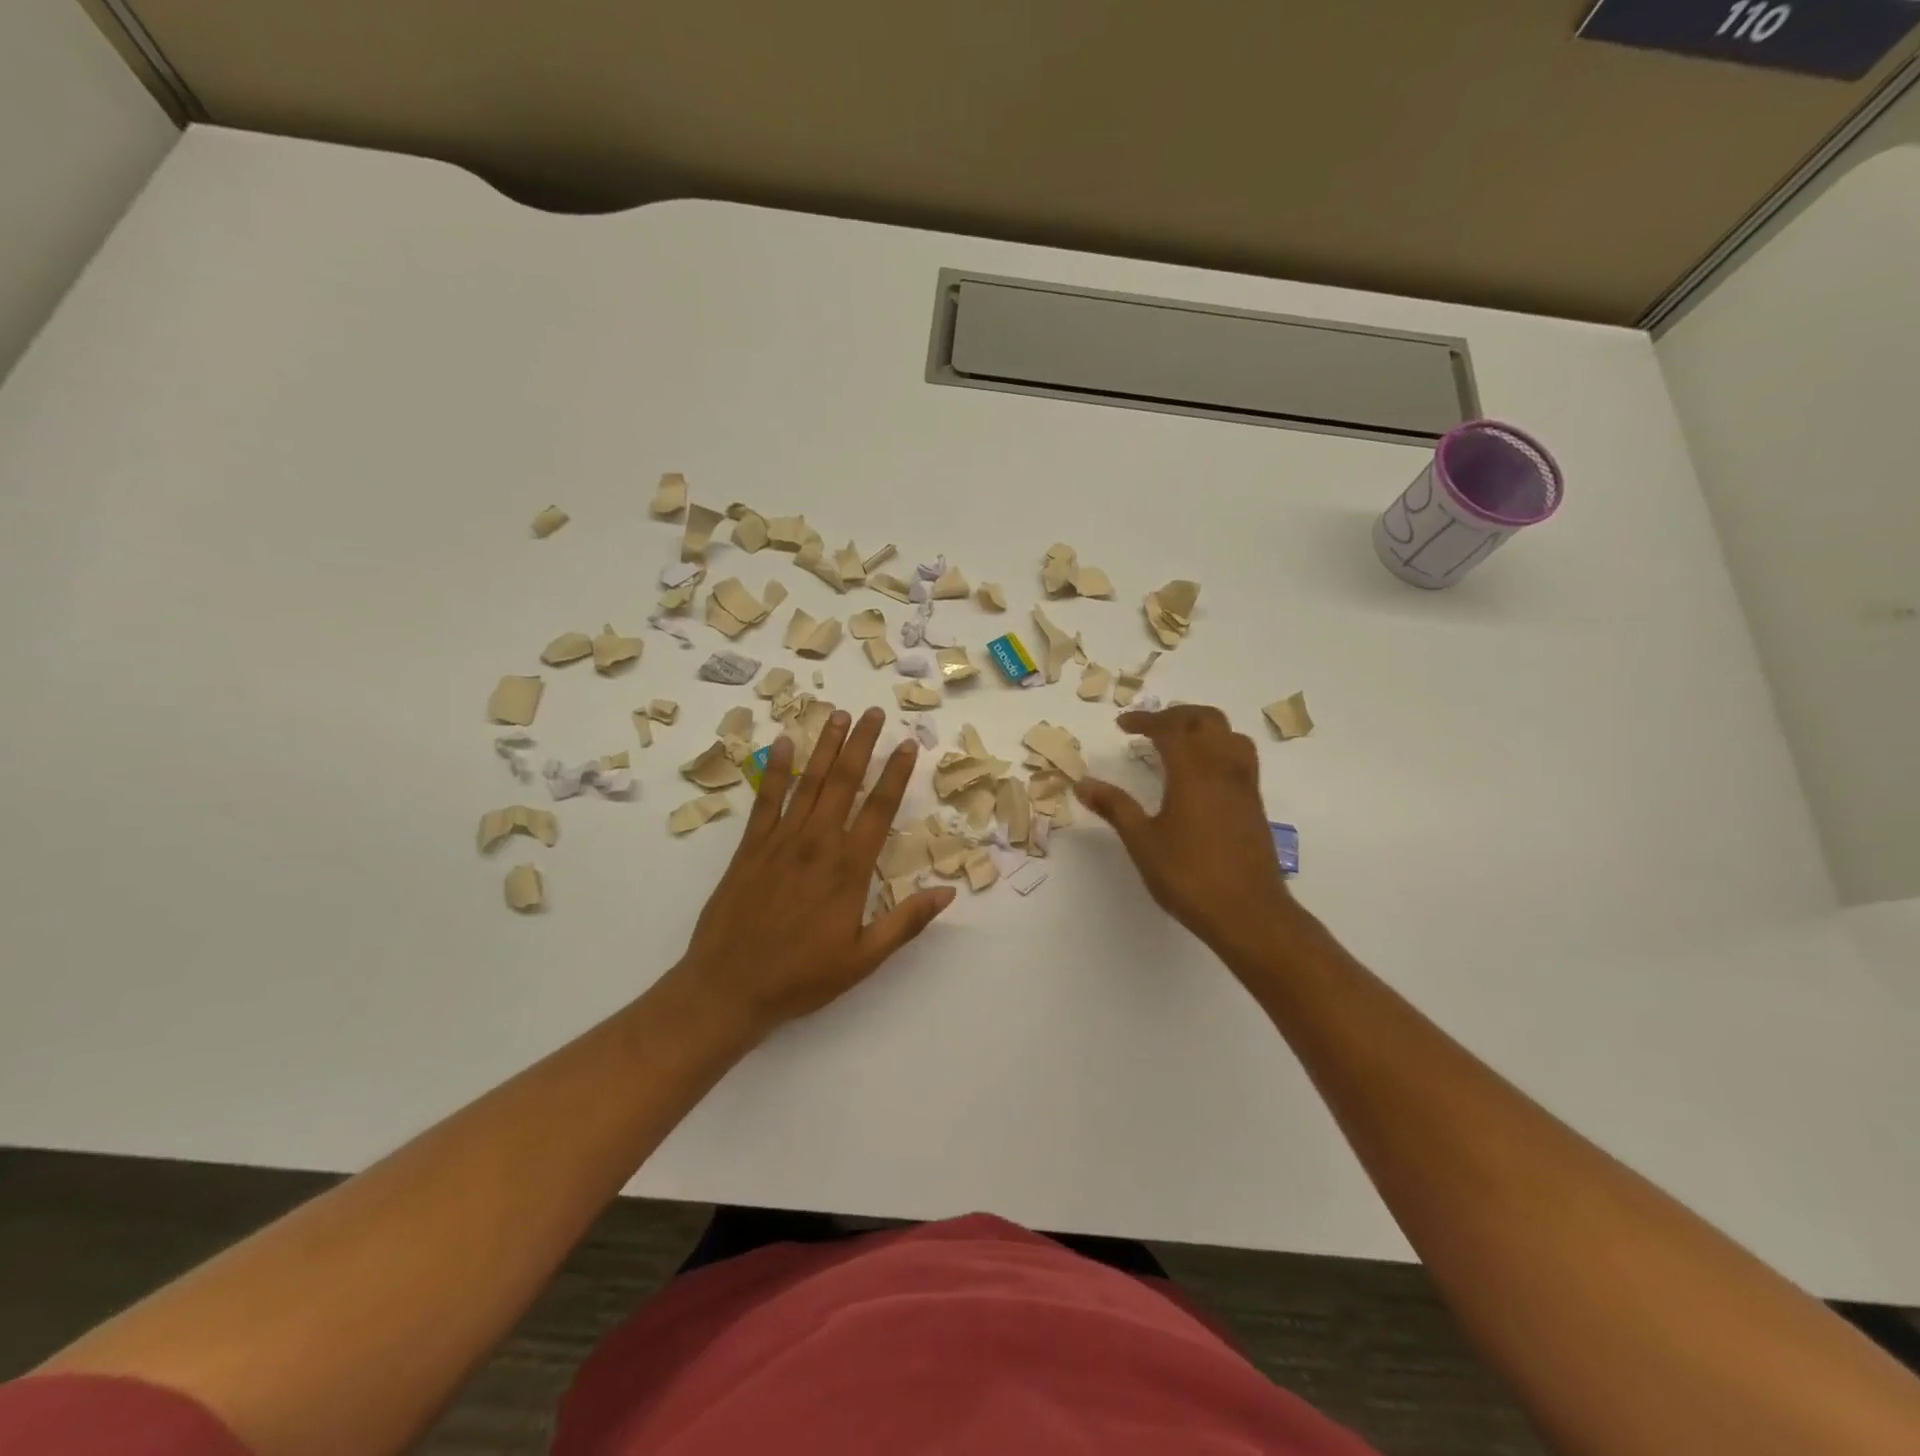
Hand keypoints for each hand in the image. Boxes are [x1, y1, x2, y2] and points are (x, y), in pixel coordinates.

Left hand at [673, 707, 954, 1036]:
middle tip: (873, 712)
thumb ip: (905, 922)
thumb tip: (948, 892)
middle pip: (844, 783)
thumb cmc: (801, 977)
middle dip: (861, 744)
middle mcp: (816, 844)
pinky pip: (766, 800)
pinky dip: (776, 770)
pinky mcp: (750, 847)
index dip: (896, 774)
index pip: (879, 809)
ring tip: (839, 715)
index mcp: (848, 869)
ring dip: (825, 747)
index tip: (907, 744)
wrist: (727, 988)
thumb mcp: (863, 959)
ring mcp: (780, 841)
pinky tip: (785, 744)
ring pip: (809, 783)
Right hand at [1076, 705, 1299, 967]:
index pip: (1170, 728)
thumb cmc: (1189, 876)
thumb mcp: (1142, 841)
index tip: (1122, 725)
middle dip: (1176, 715)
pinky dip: (1218, 748)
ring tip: (1178, 742)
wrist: (1249, 913)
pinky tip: (1202, 773)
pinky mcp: (1254, 803)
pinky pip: (1239, 757)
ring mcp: (1244, 785)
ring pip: (1229, 735)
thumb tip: (1082, 782)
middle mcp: (1223, 767)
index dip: (1145, 720)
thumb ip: (1114, 806)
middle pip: (1205, 720)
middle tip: (1150, 727)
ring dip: (1202, 728)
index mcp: (1193, 770)